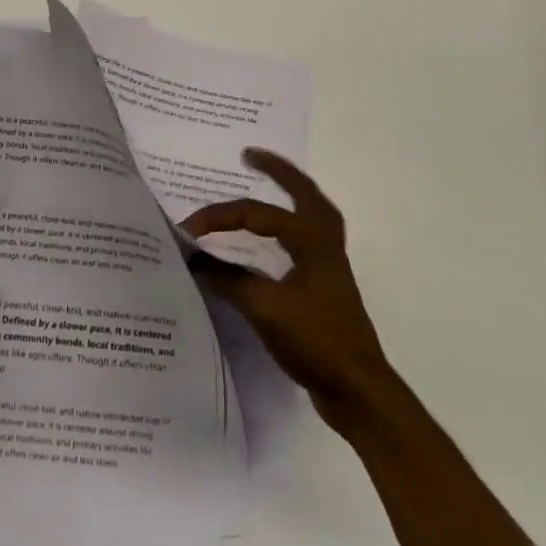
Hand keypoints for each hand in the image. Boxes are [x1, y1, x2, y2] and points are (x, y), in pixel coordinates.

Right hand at [182, 149, 395, 435]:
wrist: (358, 390)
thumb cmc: (315, 340)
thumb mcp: (265, 309)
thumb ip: (227, 279)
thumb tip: (192, 257)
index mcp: (311, 238)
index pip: (257, 214)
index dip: (220, 217)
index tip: (188, 229)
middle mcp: (324, 242)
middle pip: (303, 191)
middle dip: (277, 170)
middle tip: (249, 155)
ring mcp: (329, 263)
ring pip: (311, 212)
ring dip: (289, 192)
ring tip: (268, 181)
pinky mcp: (326, 284)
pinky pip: (307, 235)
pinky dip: (290, 222)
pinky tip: (275, 235)